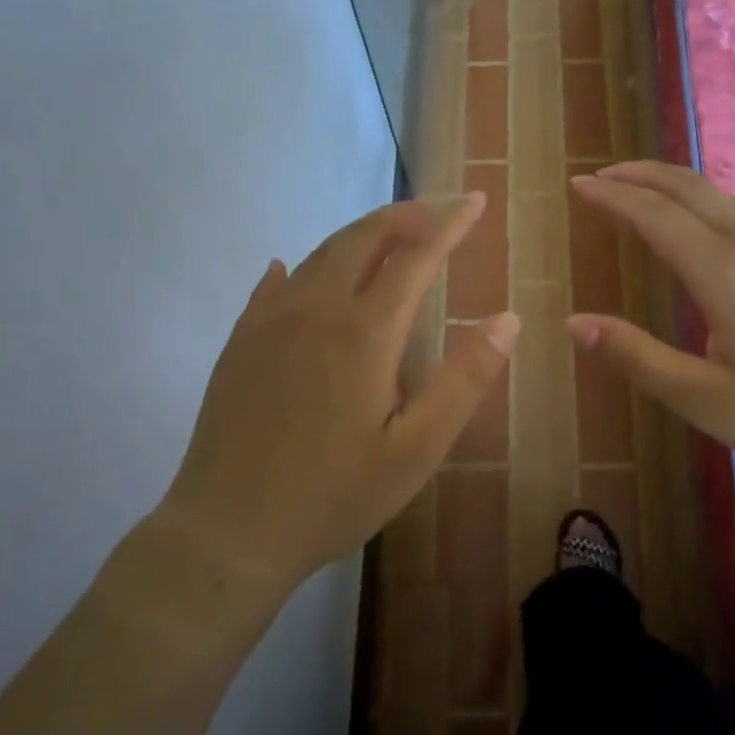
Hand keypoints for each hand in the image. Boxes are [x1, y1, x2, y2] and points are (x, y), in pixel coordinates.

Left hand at [161, 194, 516, 596]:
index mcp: (364, 331)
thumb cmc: (333, 495)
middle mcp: (316, 309)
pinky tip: (295, 267)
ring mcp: (270, 322)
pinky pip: (275, 284)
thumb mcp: (415, 450)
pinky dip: (302, 265)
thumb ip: (463, 380)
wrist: (227, 532)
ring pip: (321, 254)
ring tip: (389, 235)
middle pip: (363, 238)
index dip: (449, 224)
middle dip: (405, 215)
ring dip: (361, 235)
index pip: (416, 255)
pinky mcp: (241, 342)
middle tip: (436, 211)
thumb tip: (507, 319)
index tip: (475, 202)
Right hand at [568, 162, 734, 486]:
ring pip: (719, 198)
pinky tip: (699, 229)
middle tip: (602, 174)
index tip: (580, 184)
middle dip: (641, 174)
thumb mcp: (707, 401)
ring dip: (673, 185)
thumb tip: (575, 324)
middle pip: (690, 188)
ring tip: (640, 191)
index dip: (614, 196)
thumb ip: (638, 358)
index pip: (655, 216)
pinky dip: (701, 204)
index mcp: (724, 274)